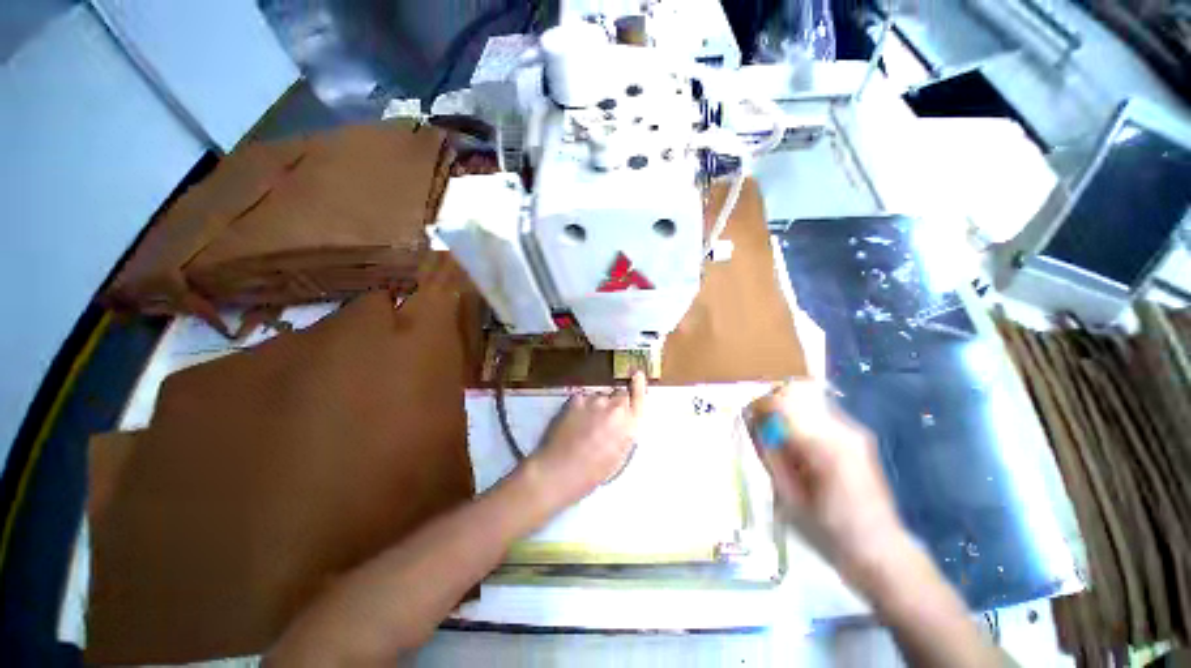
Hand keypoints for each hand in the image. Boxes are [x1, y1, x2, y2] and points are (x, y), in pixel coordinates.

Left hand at [526, 372, 646, 508]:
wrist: (560, 470)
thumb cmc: (592, 472)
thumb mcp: (619, 454)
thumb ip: (625, 431)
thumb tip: (624, 419)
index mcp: (630, 424)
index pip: (639, 397)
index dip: (638, 385)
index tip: (637, 374)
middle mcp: (615, 407)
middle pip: (619, 394)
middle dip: (615, 401)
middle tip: (603, 418)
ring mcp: (595, 400)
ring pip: (600, 396)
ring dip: (597, 404)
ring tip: (585, 424)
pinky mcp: (576, 398)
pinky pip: (583, 397)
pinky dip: (581, 405)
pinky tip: (573, 421)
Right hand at [749, 381, 912, 593]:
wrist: (880, 547)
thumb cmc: (830, 528)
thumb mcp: (790, 494)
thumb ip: (771, 455)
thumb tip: (755, 425)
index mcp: (824, 447)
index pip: (782, 405)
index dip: (760, 405)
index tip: (748, 416)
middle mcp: (843, 430)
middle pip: (797, 394)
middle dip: (774, 404)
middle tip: (762, 424)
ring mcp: (854, 430)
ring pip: (809, 400)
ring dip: (789, 410)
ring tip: (780, 435)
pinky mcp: (859, 436)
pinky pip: (821, 412)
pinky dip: (803, 418)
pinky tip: (801, 443)